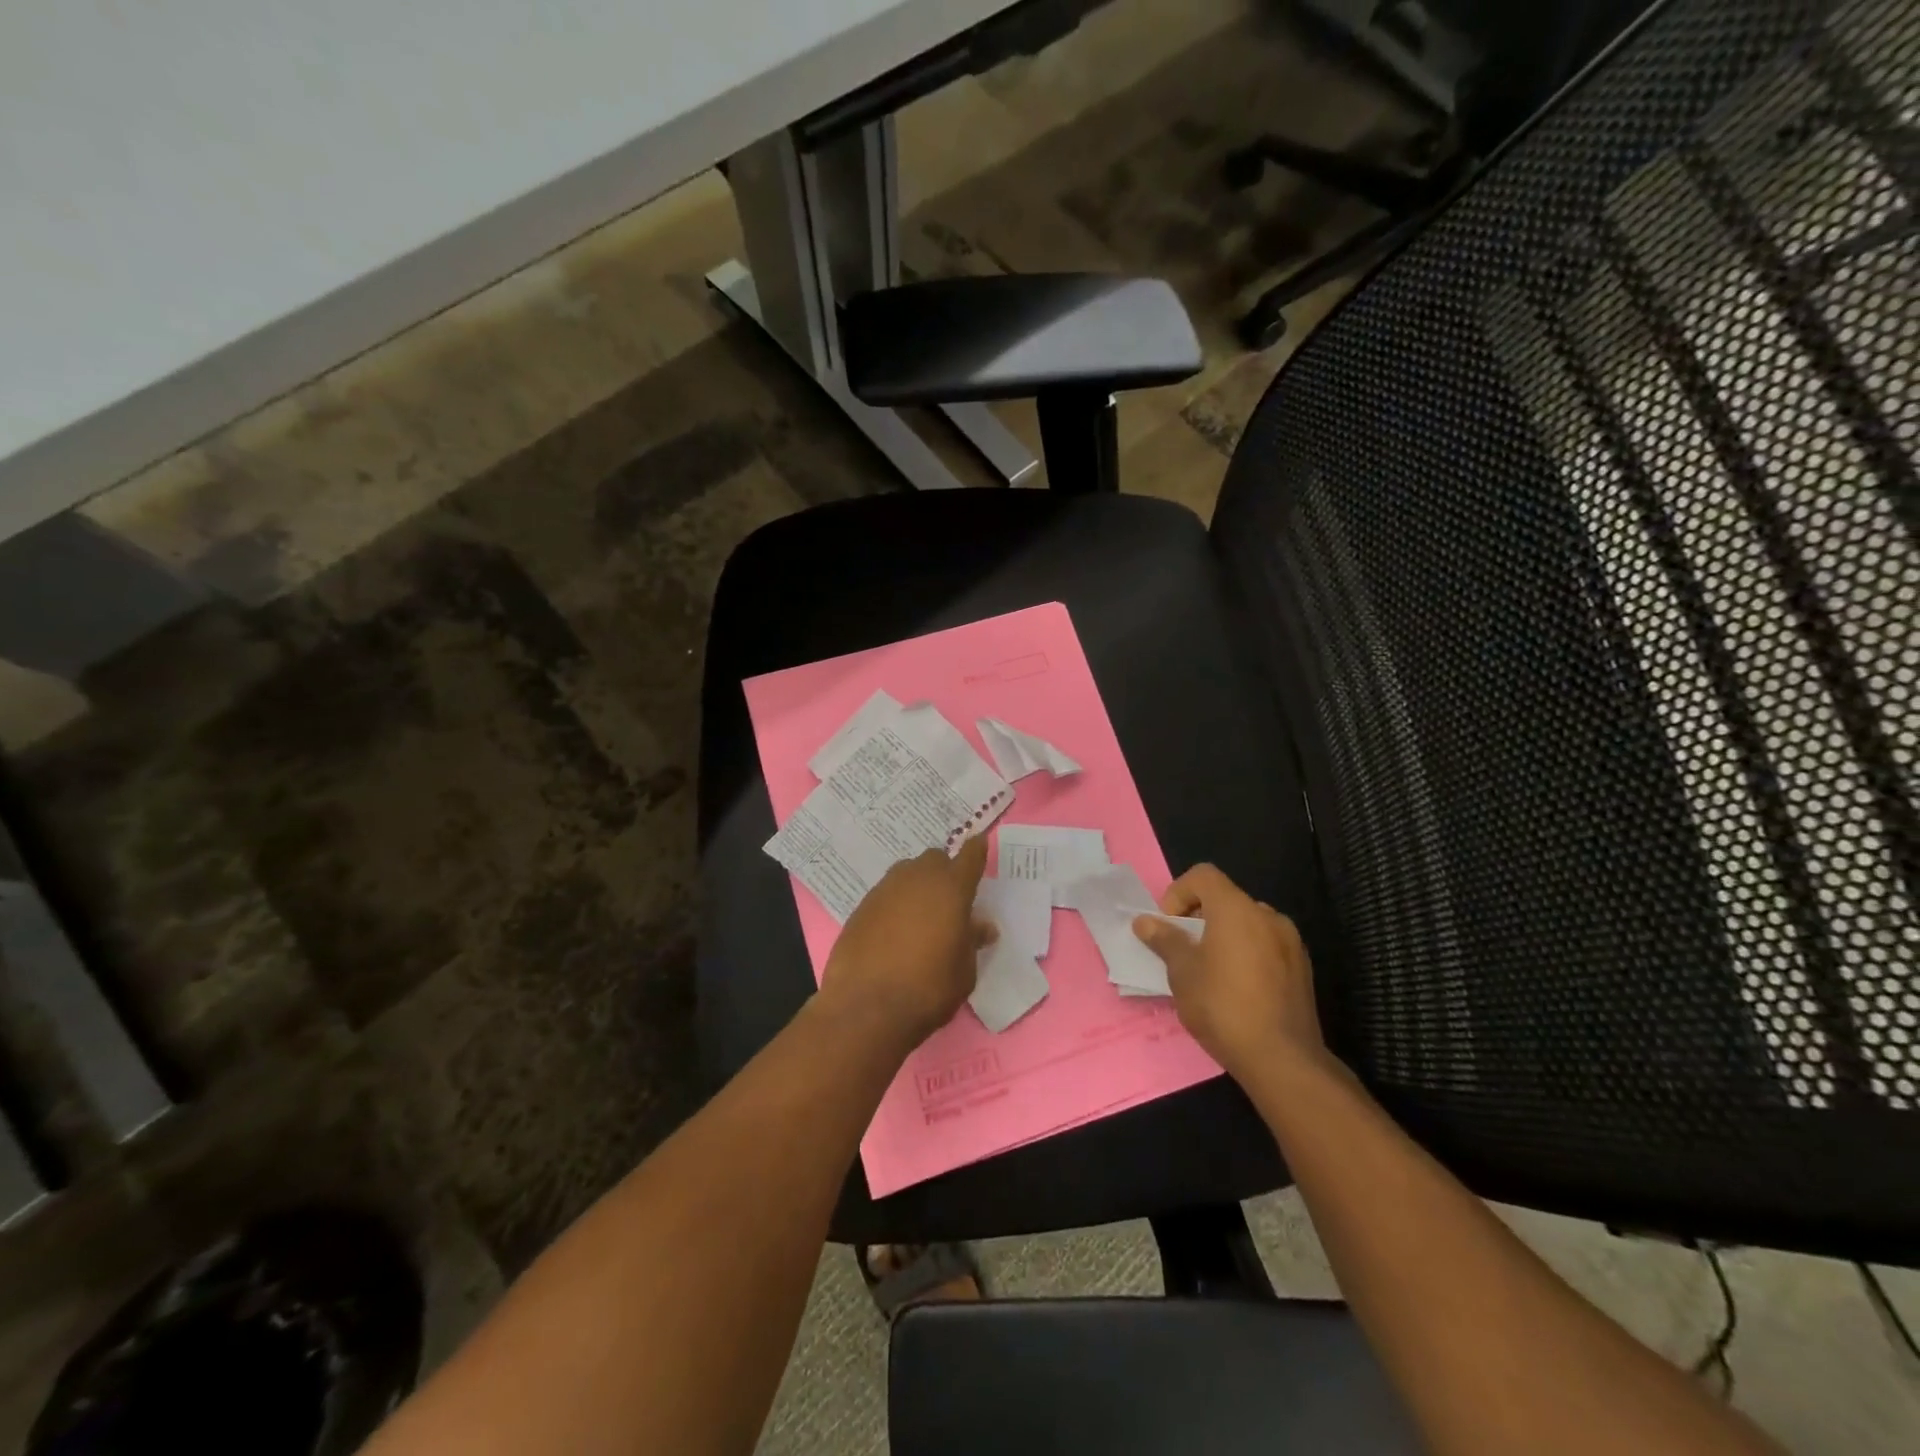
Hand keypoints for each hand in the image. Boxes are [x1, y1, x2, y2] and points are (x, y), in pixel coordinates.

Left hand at [820, 835, 994, 1047]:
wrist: (866, 1007)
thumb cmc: (928, 989)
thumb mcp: (964, 971)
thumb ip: (972, 941)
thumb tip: (980, 926)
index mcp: (951, 888)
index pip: (970, 856)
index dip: (977, 850)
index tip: (979, 844)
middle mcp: (917, 878)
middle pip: (935, 859)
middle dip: (945, 871)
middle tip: (950, 898)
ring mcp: (885, 890)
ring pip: (907, 873)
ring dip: (918, 885)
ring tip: (921, 916)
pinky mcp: (861, 907)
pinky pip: (886, 894)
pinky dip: (895, 904)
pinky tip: (894, 931)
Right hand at [1132, 864, 1323, 1081]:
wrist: (1283, 1060)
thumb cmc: (1223, 1007)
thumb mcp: (1182, 973)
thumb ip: (1165, 940)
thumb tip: (1144, 921)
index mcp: (1237, 909)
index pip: (1203, 876)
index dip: (1178, 893)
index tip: (1170, 927)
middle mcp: (1268, 916)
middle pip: (1226, 899)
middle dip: (1200, 917)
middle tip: (1184, 950)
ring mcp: (1290, 942)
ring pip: (1247, 924)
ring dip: (1224, 936)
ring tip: (1209, 972)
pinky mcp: (1302, 969)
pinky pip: (1266, 946)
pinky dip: (1246, 954)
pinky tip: (1237, 990)